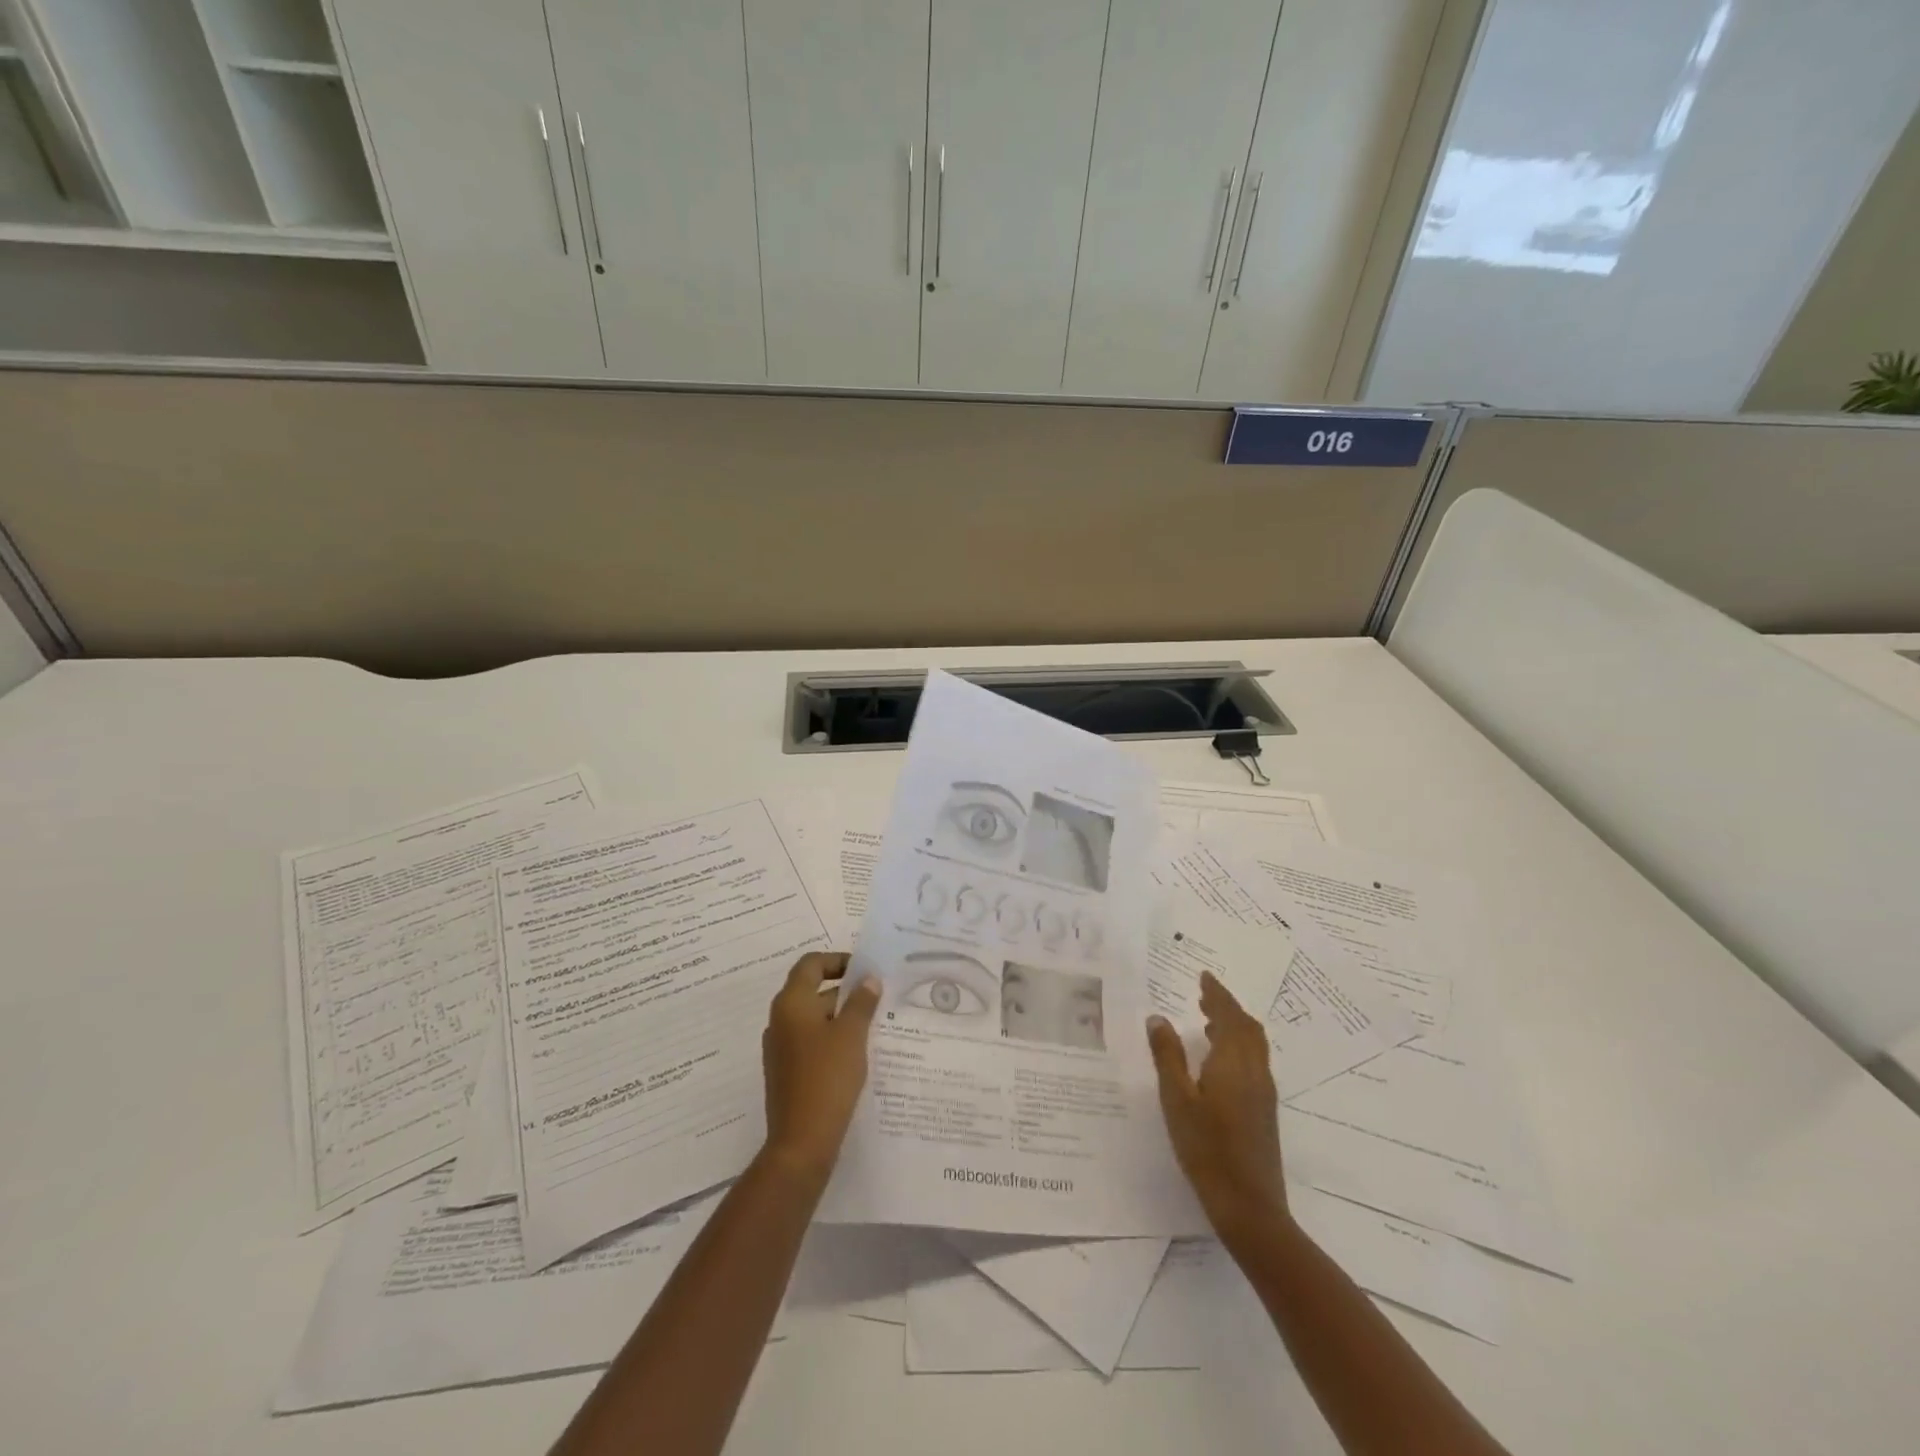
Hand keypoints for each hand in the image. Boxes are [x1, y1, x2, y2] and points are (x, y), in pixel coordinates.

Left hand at [761, 952, 881, 1185]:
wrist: (801, 1143)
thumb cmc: (827, 1078)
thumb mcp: (852, 1035)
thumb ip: (861, 1002)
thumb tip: (868, 980)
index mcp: (791, 1004)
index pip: (811, 964)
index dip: (837, 960)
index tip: (865, 971)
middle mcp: (780, 1020)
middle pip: (811, 990)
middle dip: (844, 990)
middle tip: (877, 996)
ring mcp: (780, 1048)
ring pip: (812, 1018)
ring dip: (840, 1016)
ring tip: (873, 1024)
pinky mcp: (786, 1072)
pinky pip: (810, 1042)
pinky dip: (832, 1039)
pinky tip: (857, 1053)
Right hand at [1147, 971, 1286, 1239]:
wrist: (1250, 1207)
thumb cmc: (1207, 1149)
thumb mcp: (1176, 1100)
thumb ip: (1167, 1056)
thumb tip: (1158, 1018)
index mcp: (1233, 1063)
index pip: (1229, 1016)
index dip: (1217, 994)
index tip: (1204, 976)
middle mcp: (1254, 1071)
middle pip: (1247, 1027)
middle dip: (1227, 1007)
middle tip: (1204, 994)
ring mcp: (1263, 1093)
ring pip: (1254, 1045)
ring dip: (1234, 1026)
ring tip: (1209, 1021)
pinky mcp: (1264, 1111)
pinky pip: (1254, 1061)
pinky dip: (1239, 1046)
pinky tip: (1219, 1061)